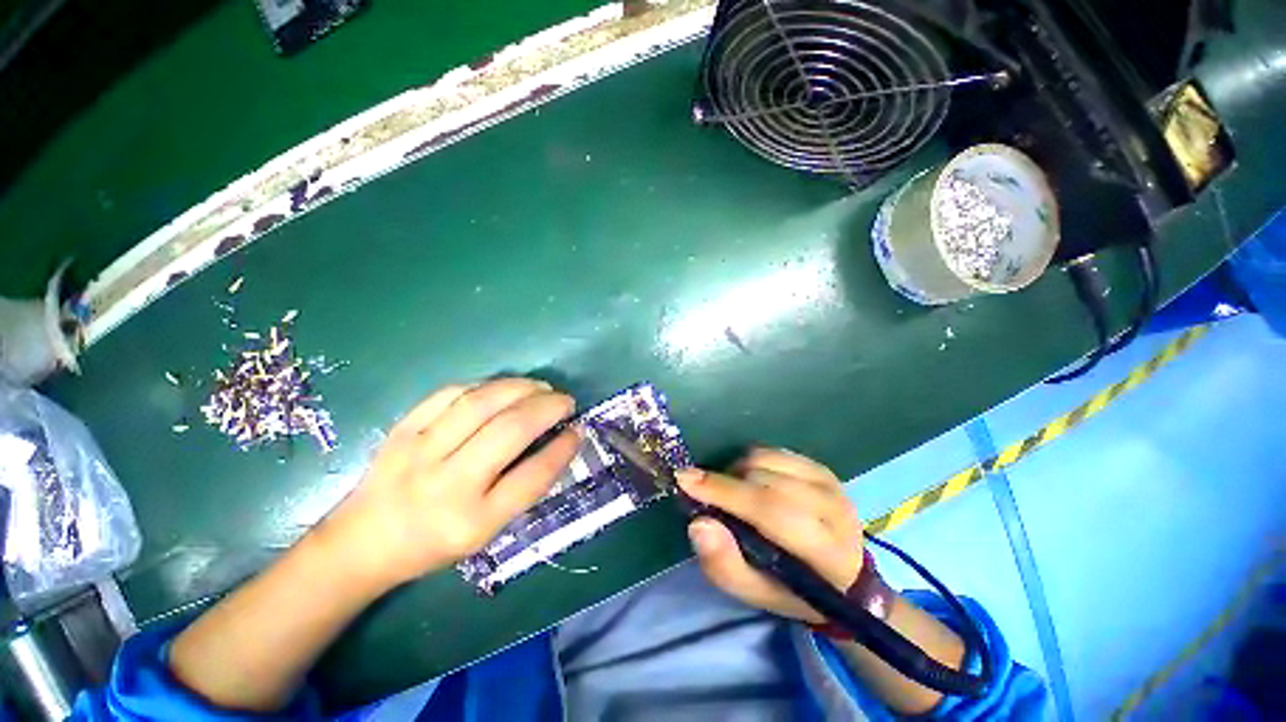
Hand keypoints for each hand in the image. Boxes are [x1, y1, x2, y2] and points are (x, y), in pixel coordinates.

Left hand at [317, 378, 578, 593]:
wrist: (362, 542)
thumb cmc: (434, 543)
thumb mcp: (486, 532)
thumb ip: (524, 488)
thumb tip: (558, 442)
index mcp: (473, 521)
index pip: (533, 476)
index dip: (563, 448)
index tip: (578, 430)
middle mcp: (447, 485)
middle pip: (510, 430)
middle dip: (548, 408)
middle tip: (566, 401)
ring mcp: (420, 451)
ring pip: (482, 403)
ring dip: (521, 388)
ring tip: (542, 388)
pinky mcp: (402, 429)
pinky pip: (451, 393)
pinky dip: (485, 385)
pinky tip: (502, 388)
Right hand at [678, 449, 863, 623]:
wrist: (844, 576)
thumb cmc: (793, 589)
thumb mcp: (755, 593)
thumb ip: (724, 565)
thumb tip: (699, 522)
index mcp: (825, 551)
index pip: (769, 510)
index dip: (724, 491)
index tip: (685, 479)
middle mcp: (833, 508)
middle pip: (763, 480)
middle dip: (725, 483)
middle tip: (709, 497)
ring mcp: (829, 482)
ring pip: (765, 459)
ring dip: (737, 471)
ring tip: (734, 492)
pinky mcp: (821, 468)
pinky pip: (772, 451)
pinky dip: (751, 462)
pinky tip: (751, 481)